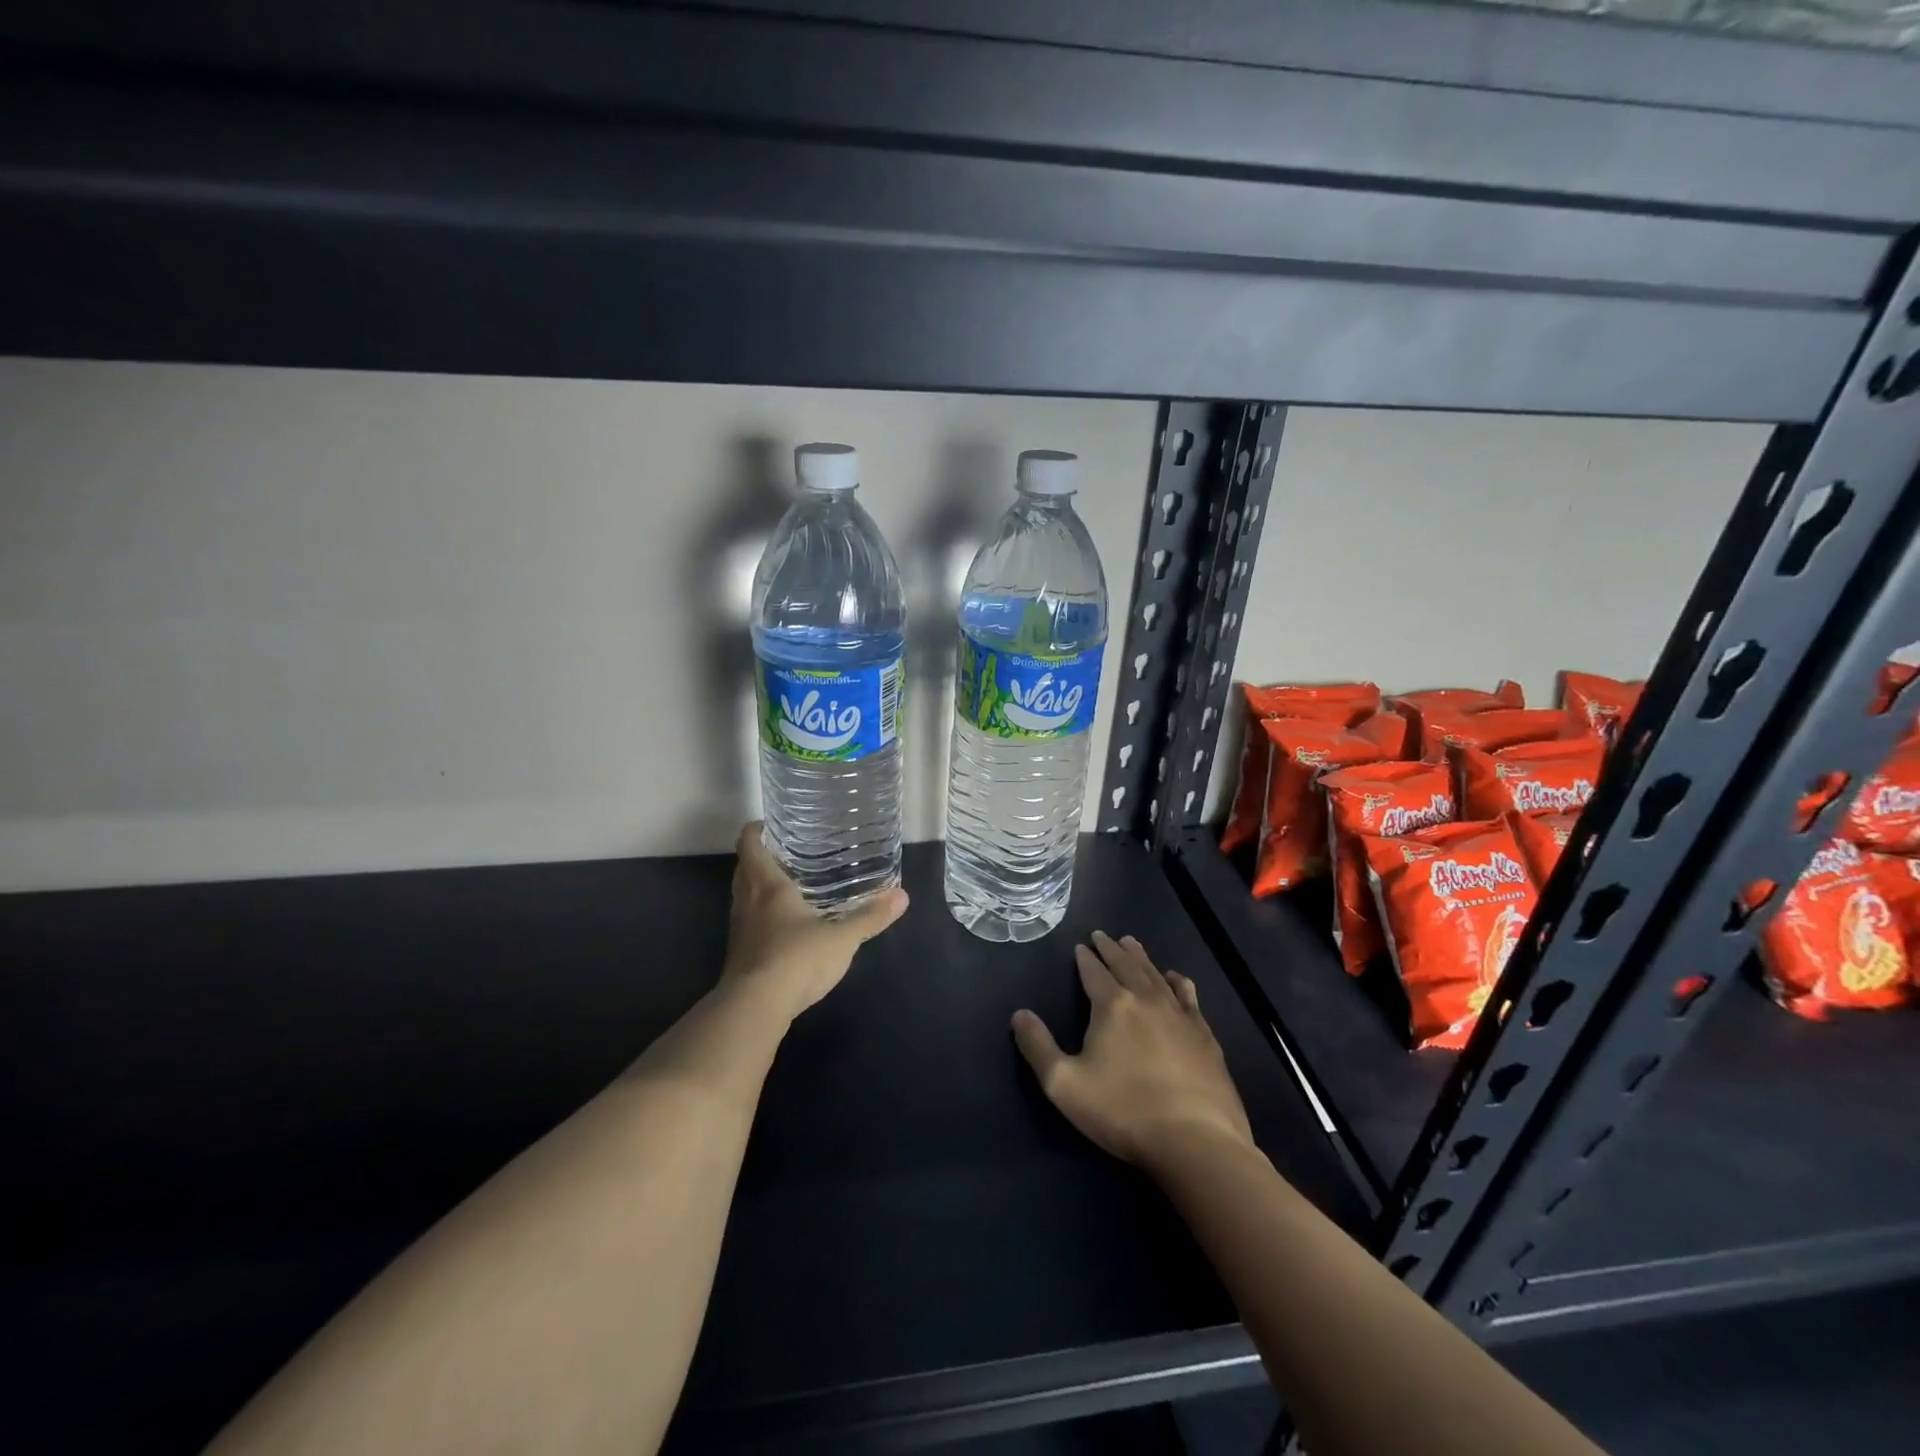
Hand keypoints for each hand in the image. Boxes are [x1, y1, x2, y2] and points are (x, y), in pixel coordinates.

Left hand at [721, 822, 908, 1024]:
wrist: (755, 1007)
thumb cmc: (796, 958)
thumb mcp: (841, 937)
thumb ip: (870, 917)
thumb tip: (902, 896)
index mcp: (767, 885)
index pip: (750, 845)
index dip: (755, 831)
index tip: (770, 825)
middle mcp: (747, 902)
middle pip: (744, 869)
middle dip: (759, 858)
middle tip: (786, 852)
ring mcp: (739, 930)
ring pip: (743, 897)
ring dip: (758, 888)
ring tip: (788, 885)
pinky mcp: (740, 955)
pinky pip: (749, 924)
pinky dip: (761, 917)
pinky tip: (785, 927)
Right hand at [1012, 932, 1252, 1170]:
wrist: (1196, 1142)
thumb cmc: (1124, 1112)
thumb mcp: (1064, 1085)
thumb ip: (1038, 1047)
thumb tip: (1019, 1014)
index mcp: (1112, 1006)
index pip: (1094, 973)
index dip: (1085, 958)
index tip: (1080, 945)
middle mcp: (1147, 1000)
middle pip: (1126, 965)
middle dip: (1111, 949)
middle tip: (1103, 935)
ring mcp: (1180, 1016)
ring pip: (1156, 975)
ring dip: (1141, 958)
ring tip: (1132, 944)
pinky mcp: (1205, 1036)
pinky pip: (1188, 996)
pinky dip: (1178, 982)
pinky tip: (1176, 978)